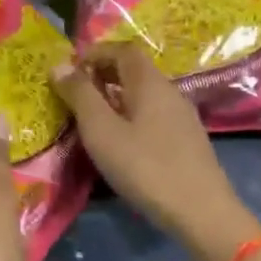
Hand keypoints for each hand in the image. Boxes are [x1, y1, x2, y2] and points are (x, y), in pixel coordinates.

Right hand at [50, 43, 260, 260]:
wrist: (200, 210)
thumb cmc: (144, 167)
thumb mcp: (101, 131)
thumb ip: (80, 95)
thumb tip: (59, 64)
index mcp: (149, 82)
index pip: (123, 49)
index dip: (95, 53)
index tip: (71, 69)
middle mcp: (170, 91)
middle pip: (135, 70)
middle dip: (104, 73)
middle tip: (76, 93)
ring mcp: (182, 116)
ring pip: (145, 93)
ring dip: (117, 96)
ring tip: (93, 118)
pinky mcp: (187, 140)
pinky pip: (154, 114)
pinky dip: (132, 115)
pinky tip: (122, 141)